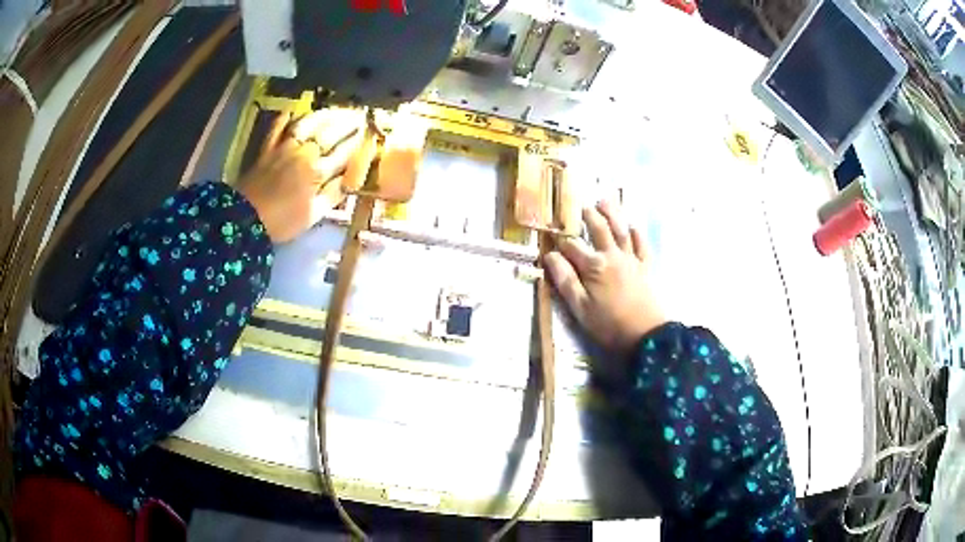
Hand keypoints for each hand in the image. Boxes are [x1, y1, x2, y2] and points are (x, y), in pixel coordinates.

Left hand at [238, 109, 364, 243]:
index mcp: (317, 171)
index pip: (343, 151)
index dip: (355, 140)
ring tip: (333, 110)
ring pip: (306, 124)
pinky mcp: (266, 149)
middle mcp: (303, 153)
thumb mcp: (312, 215)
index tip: (366, 131)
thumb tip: (348, 180)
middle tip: (357, 114)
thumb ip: (332, 195)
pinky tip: (292, 110)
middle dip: (345, 123)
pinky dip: (284, 118)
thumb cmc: (282, 221)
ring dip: (322, 115)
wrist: (245, 218)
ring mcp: (283, 148)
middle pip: (328, 133)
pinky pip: (276, 128)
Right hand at [543, 201, 666, 357]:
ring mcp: (632, 259)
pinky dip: (637, 232)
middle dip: (588, 216)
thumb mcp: (580, 308)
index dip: (561, 240)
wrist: (646, 335)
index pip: (572, 246)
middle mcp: (612, 256)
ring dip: (612, 214)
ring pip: (621, 230)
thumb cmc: (609, 325)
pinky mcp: (646, 266)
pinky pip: (642, 244)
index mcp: (593, 266)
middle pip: (598, 229)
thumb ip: (565, 280)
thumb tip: (550, 256)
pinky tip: (632, 225)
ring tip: (604, 201)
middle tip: (581, 205)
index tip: (552, 235)